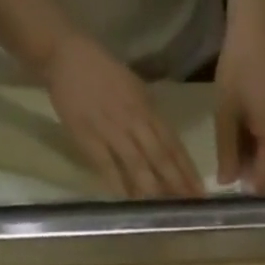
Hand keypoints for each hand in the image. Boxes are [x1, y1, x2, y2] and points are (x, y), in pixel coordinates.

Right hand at [42, 33, 202, 198]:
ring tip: (167, 212)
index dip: (187, 170)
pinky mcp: (89, 137)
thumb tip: (168, 151)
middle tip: (191, 208)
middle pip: (160, 157)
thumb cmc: (103, 74)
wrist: (64, 53)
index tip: (200, 194)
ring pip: (138, 164)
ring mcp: (111, 129)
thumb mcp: (135, 90)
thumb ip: (151, 120)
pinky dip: (119, 185)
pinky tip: (130, 204)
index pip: (173, 144)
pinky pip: (107, 166)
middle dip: (177, 184)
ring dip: (154, 189)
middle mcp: (134, 120)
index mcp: (146, 108)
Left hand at [214, 21, 264, 190]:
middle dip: (254, 167)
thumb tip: (226, 183)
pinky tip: (255, 121)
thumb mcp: (226, 114)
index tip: (232, 180)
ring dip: (262, 151)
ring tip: (242, 135)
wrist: (261, 22)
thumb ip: (227, 152)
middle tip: (232, 155)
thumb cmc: (239, 67)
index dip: (248, 186)